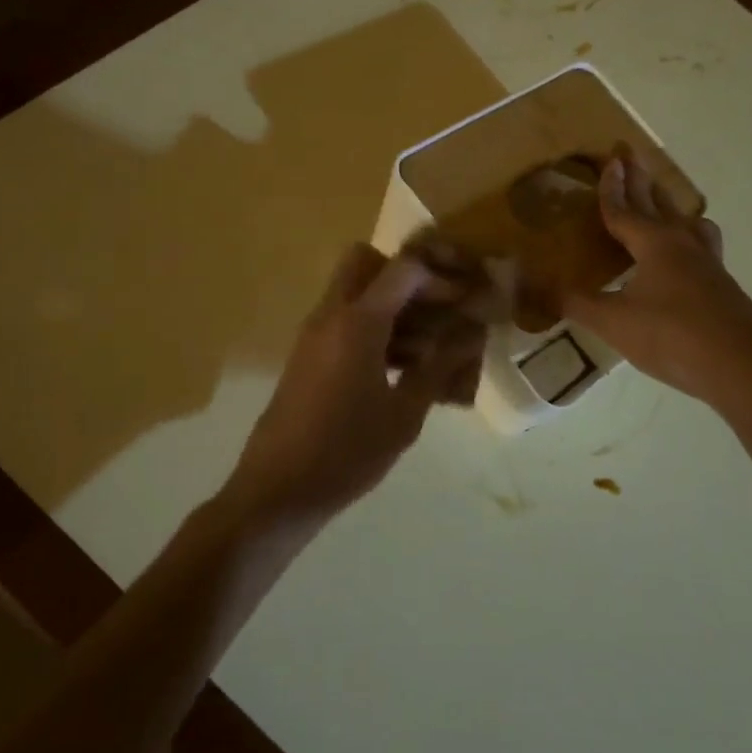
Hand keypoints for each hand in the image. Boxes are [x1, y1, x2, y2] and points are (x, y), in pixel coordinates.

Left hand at [222, 244, 483, 529]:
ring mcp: (314, 335)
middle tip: (439, 306)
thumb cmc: (346, 453)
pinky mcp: (308, 356)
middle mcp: (330, 316)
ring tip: (431, 345)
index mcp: (357, 323)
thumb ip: (440, 366)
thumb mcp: (404, 414)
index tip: (468, 298)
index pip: (403, 269)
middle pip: (366, 262)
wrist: (278, 490)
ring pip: (354, 291)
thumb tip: (472, 333)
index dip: (441, 276)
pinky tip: (404, 367)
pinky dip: (375, 326)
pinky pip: (344, 320)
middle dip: (406, 274)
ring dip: (392, 303)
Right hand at [561, 153, 751, 406]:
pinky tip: (684, 261)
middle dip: (642, 180)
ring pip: (688, 224)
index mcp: (655, 244)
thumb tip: (537, 289)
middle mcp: (683, 245)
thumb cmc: (672, 335)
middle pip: (658, 204)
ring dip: (672, 208)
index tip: (609, 160)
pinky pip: (701, 248)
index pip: (624, 210)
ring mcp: (708, 265)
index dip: (611, 188)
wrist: (742, 366)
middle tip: (631, 156)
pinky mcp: (722, 287)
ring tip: (667, 206)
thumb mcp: (614, 322)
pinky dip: (687, 240)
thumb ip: (577, 304)